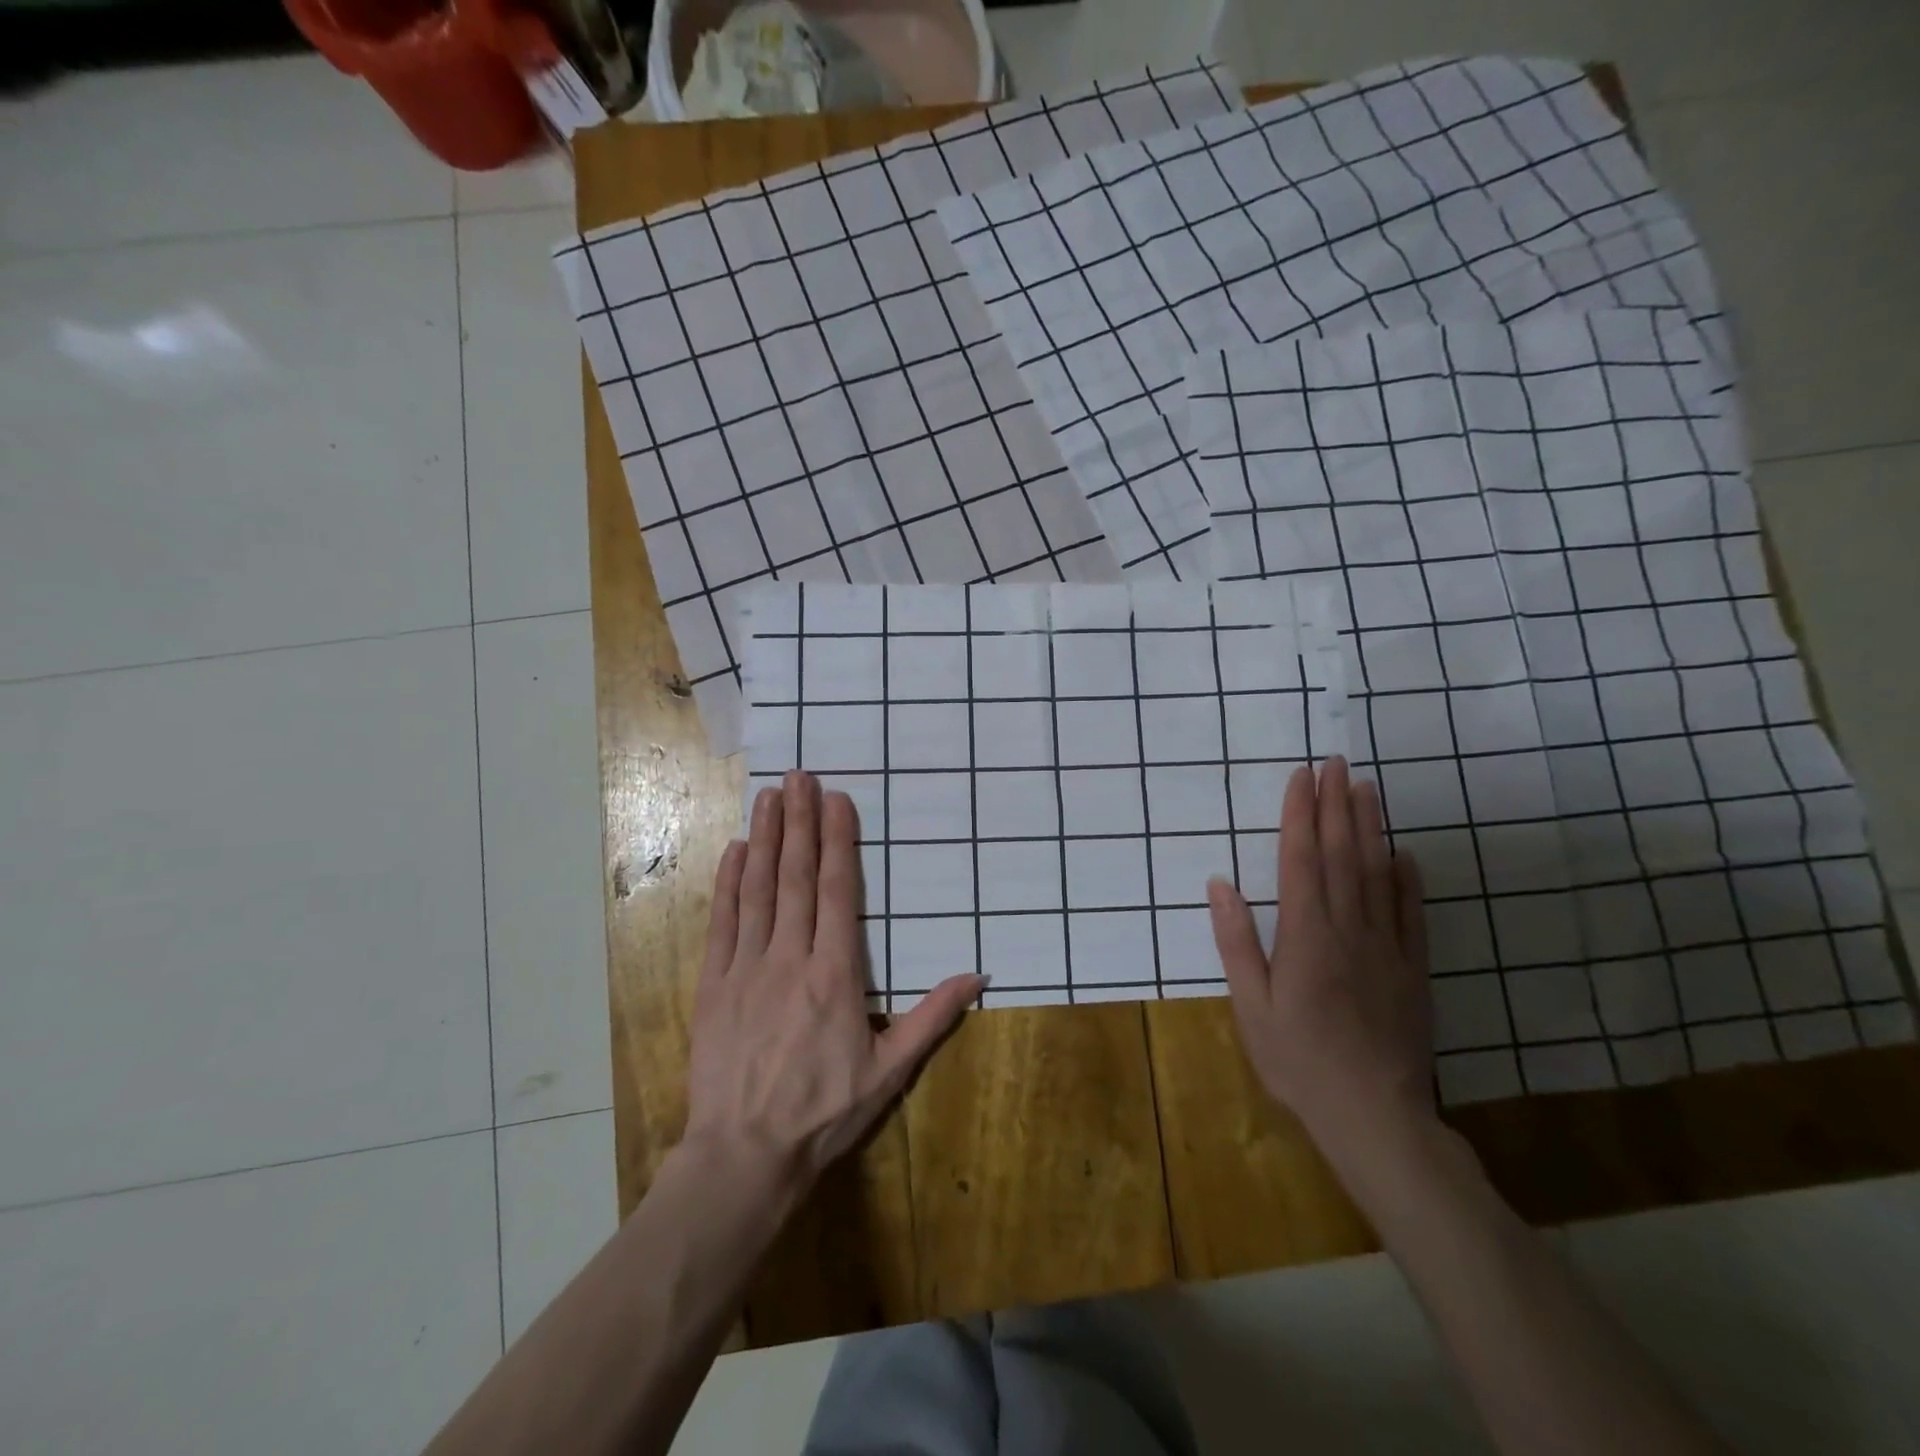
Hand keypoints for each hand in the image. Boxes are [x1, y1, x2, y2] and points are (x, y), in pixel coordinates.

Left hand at [684, 771, 982, 1185]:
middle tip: (799, 776)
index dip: (838, 841)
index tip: (838, 800)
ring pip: (758, 889)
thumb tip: (980, 975)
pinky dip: (728, 882)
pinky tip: (734, 850)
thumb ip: (933, 1017)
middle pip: (796, 877)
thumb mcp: (890, 1071)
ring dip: (764, 838)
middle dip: (799, 821)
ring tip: (768, 796)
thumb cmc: (824, 1112)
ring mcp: (747, 967)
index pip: (839, 892)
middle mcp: (790, 958)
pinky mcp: (713, 984)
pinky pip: (722, 922)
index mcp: (835, 974)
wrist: (745, 1155)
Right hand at [1207, 756, 1433, 1150]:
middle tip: (1336, 762)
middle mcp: (1348, 928)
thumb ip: (1236, 941)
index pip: (1301, 859)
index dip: (1300, 814)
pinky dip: (1407, 878)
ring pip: (1377, 873)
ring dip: (1369, 826)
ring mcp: (1386, 946)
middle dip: (1336, 804)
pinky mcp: (1412, 969)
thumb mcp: (1250, 1005)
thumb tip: (1219, 884)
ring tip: (1365, 788)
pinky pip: (1411, 913)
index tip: (1302, 776)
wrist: (1374, 1115)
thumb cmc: (1298, 1060)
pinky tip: (1402, 852)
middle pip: (1341, 854)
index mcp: (1305, 935)